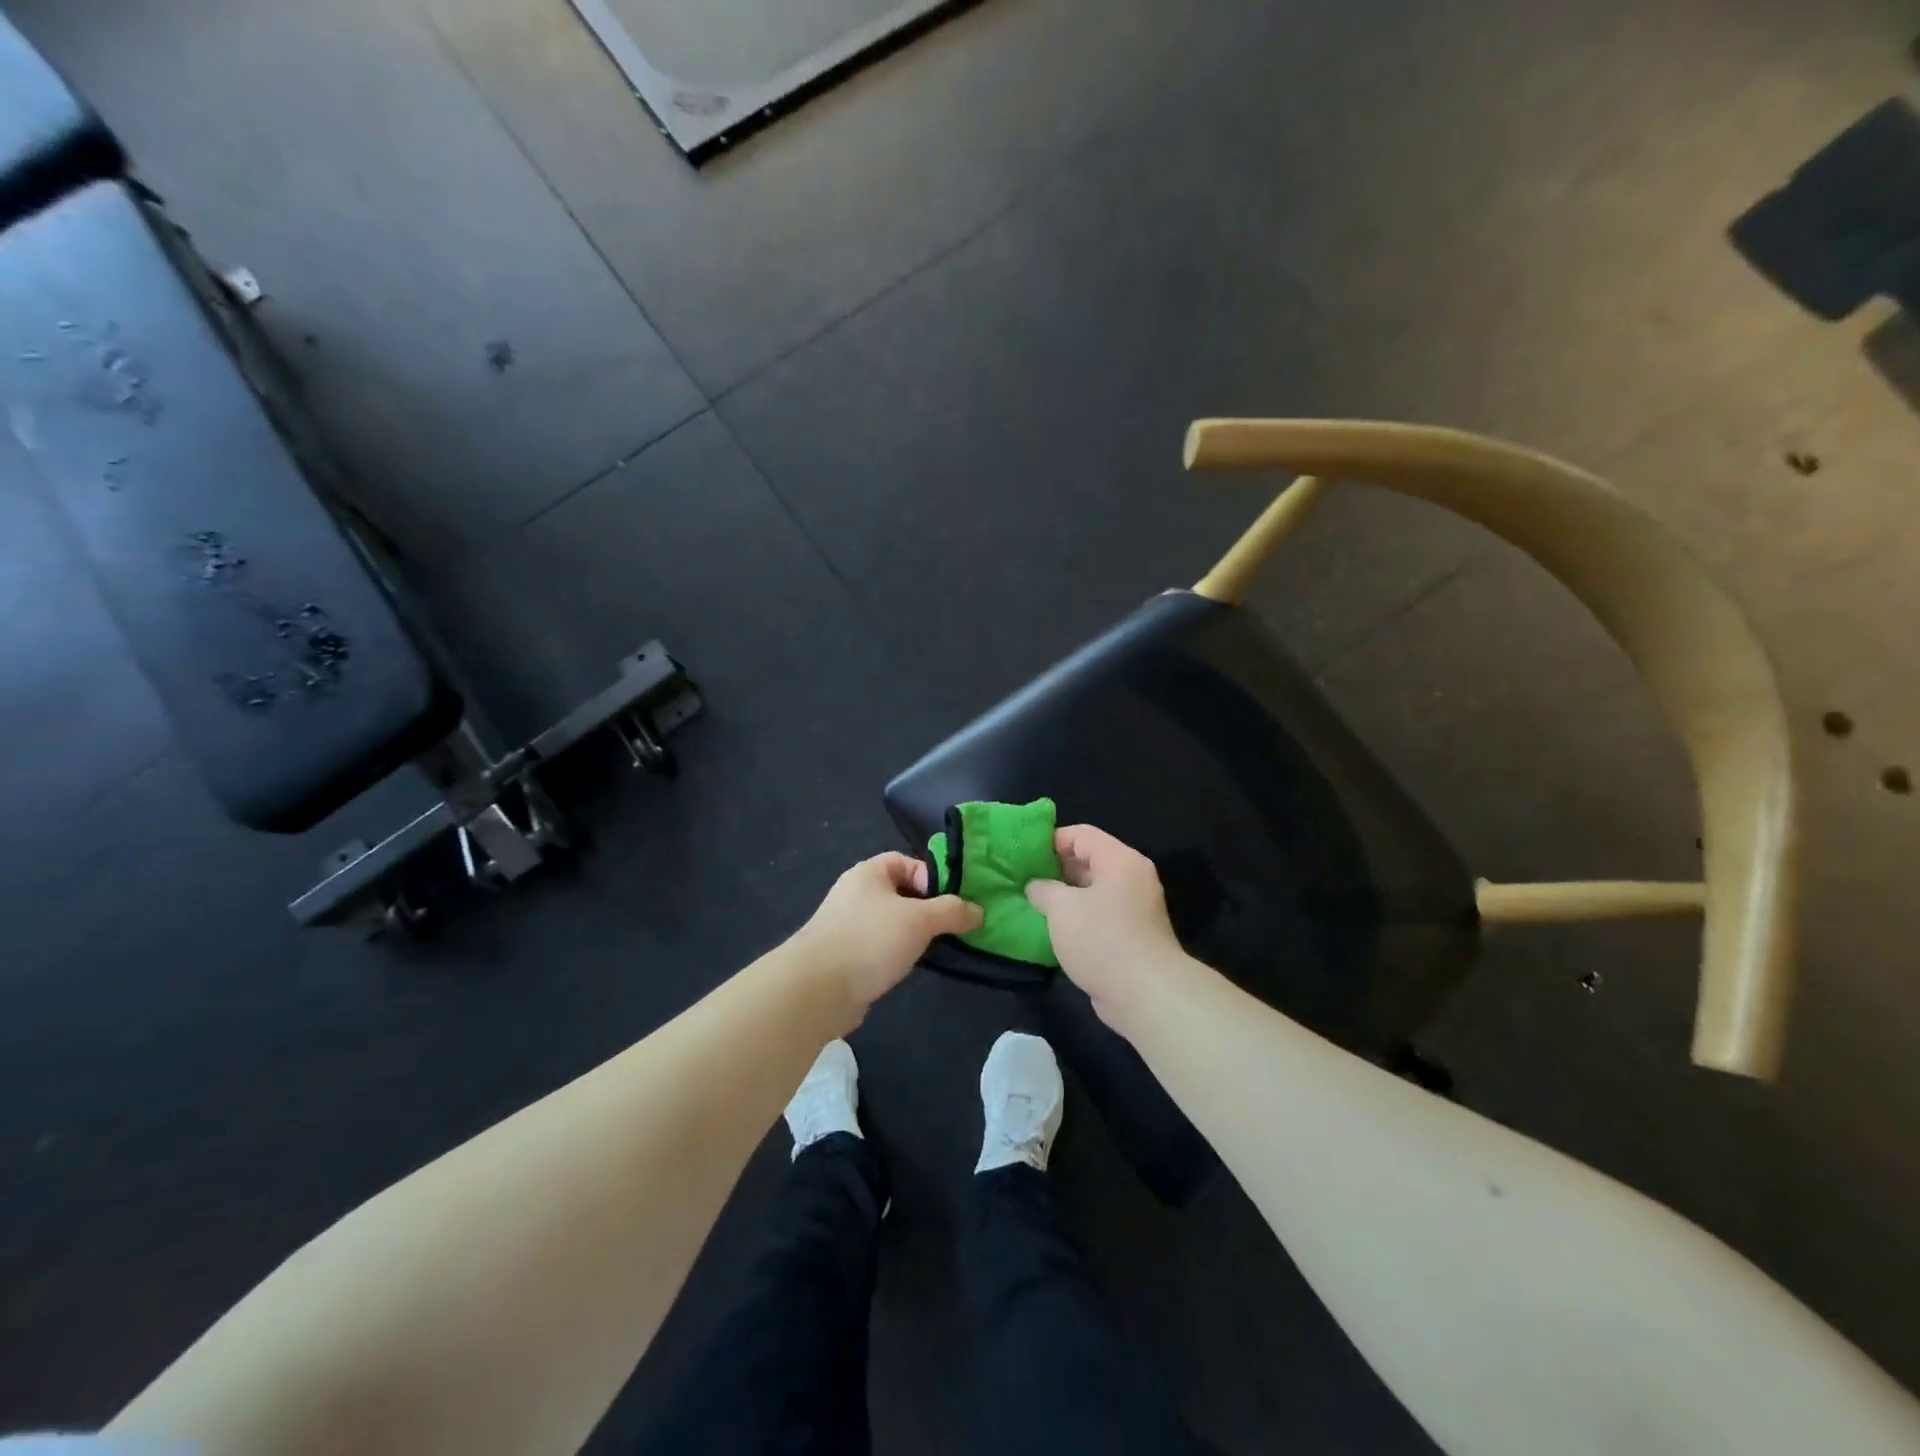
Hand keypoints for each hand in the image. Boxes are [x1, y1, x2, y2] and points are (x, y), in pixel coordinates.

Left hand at [792, 852, 981, 1017]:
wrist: (818, 989)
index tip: (953, 902)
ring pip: (892, 922)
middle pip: (901, 893)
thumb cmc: (870, 940)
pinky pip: (880, 947)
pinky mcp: (846, 956)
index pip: (907, 863)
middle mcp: (856, 893)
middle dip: (928, 909)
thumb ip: (952, 911)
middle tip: (953, 927)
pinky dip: (897, 954)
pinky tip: (912, 967)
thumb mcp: (920, 919)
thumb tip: (978, 911)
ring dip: (914, 934)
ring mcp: (848, 925)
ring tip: (939, 949)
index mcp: (869, 873)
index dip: (932, 878)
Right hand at [1025, 824, 1197, 1031]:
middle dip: (1055, 869)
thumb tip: (1036, 886)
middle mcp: (1131, 878)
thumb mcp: (1062, 908)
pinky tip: (1052, 929)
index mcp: (1119, 860)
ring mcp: (1134, 908)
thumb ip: (1044, 889)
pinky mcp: (1131, 935)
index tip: (1023, 856)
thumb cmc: (1102, 939)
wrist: (1146, 994)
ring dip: (1064, 896)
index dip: (1050, 841)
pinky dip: (1077, 918)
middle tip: (1022, 880)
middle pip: (1088, 860)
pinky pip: (1099, 915)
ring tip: (1032, 903)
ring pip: (1092, 890)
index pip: (1081, 834)